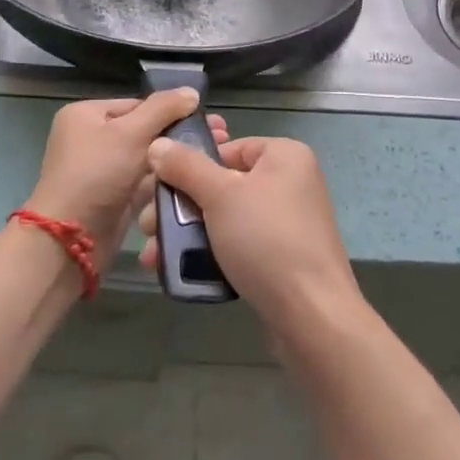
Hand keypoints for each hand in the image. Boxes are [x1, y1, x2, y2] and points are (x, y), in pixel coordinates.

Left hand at [24, 91, 226, 270]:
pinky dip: (167, 181)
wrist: (70, 241)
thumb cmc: (96, 175)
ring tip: (215, 158)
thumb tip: (191, 91)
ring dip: (177, 159)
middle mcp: (92, 139)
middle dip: (180, 134)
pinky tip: (197, 179)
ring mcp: (103, 171)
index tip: (211, 120)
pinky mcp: (114, 198)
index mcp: (86, 115)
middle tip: (221, 137)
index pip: (138, 104)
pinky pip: (145, 183)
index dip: (173, 110)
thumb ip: (163, 109)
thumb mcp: (130, 133)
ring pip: (148, 158)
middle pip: (144, 130)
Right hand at [140, 135, 362, 337]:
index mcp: (284, 156)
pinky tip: (178, 270)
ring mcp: (287, 223)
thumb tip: (158, 144)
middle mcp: (289, 183)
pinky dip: (209, 254)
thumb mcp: (220, 195)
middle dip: (180, 207)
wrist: (311, 315)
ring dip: (187, 234)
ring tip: (154, 255)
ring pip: (224, 218)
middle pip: (221, 184)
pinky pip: (238, 245)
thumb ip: (186, 166)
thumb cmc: (266, 240)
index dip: (191, 166)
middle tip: (148, 227)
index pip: (227, 148)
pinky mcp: (281, 258)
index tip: (161, 189)